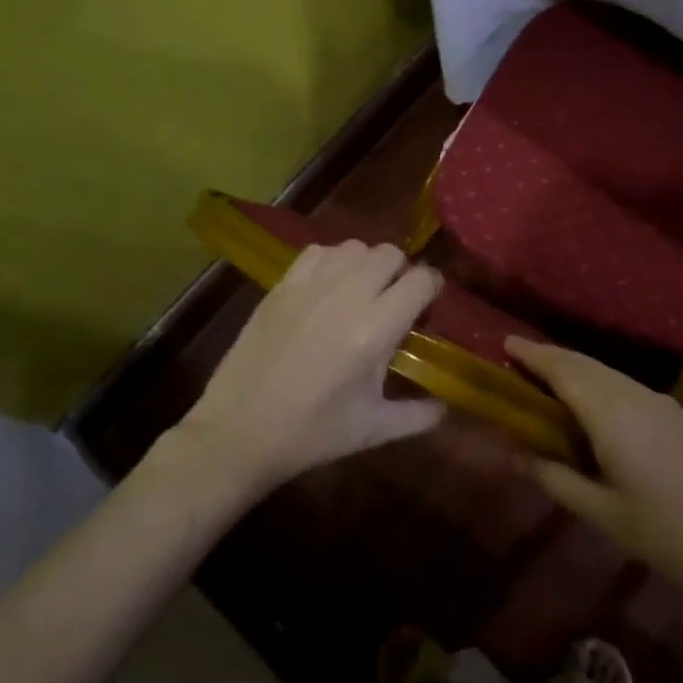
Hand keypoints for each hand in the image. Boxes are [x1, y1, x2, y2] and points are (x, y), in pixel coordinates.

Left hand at [172, 241, 445, 495]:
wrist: (238, 432)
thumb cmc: (311, 434)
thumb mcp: (372, 430)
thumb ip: (416, 415)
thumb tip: (444, 407)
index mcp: (374, 330)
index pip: (421, 280)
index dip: (431, 289)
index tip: (426, 307)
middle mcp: (346, 296)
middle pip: (390, 254)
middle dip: (400, 273)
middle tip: (393, 302)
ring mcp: (310, 286)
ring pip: (355, 247)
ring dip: (366, 265)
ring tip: (360, 293)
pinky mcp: (281, 286)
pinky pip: (318, 251)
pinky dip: (332, 261)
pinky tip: (327, 289)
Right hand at [508, 338, 682, 606]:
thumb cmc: (666, 533)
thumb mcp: (602, 513)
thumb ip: (555, 477)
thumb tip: (515, 454)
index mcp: (611, 415)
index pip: (563, 371)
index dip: (532, 355)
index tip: (505, 343)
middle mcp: (634, 395)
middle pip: (584, 364)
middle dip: (550, 357)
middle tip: (517, 359)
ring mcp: (659, 401)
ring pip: (606, 372)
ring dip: (574, 368)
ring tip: (546, 380)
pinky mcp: (675, 413)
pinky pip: (624, 385)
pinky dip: (597, 382)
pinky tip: (590, 404)